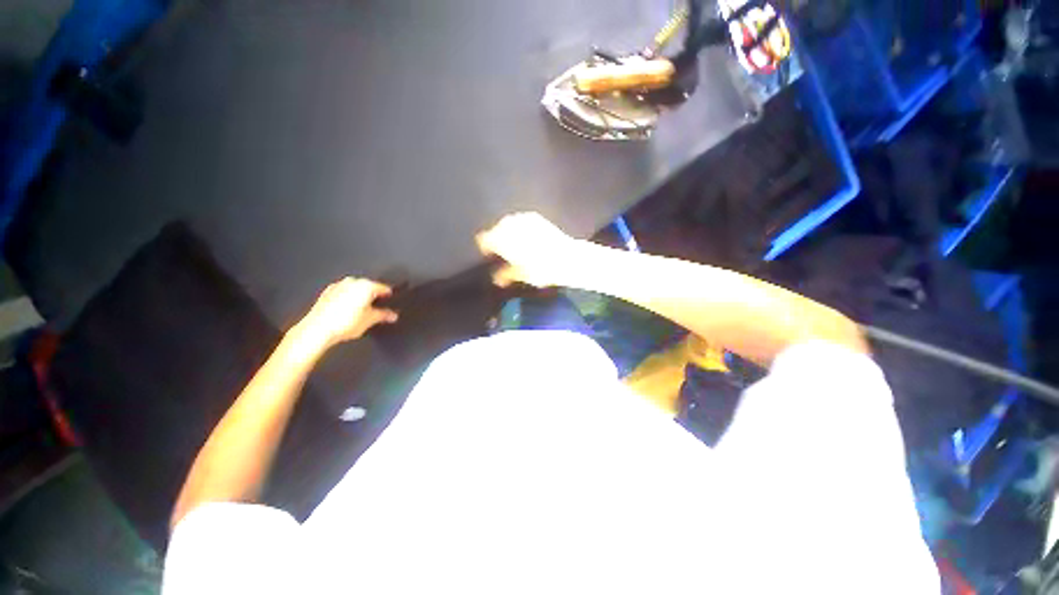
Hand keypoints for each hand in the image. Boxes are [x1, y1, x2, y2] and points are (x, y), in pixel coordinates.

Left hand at [296, 278, 397, 347]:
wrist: (317, 330)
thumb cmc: (343, 323)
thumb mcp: (370, 320)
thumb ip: (384, 315)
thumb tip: (392, 315)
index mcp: (366, 285)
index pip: (383, 288)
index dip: (389, 296)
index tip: (391, 300)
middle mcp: (352, 282)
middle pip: (369, 287)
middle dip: (373, 297)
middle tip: (378, 308)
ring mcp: (338, 286)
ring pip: (355, 290)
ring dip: (359, 298)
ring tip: (362, 311)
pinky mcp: (327, 293)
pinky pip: (343, 294)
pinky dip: (347, 300)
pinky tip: (348, 311)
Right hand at [476, 212, 577, 287]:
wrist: (566, 257)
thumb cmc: (541, 269)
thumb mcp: (521, 275)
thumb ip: (505, 275)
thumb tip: (497, 278)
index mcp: (501, 239)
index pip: (484, 239)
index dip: (486, 248)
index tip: (489, 256)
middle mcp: (509, 225)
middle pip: (495, 229)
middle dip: (497, 239)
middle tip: (503, 252)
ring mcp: (522, 218)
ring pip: (508, 223)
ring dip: (508, 232)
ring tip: (515, 245)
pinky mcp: (535, 217)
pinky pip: (521, 220)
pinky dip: (521, 228)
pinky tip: (527, 237)